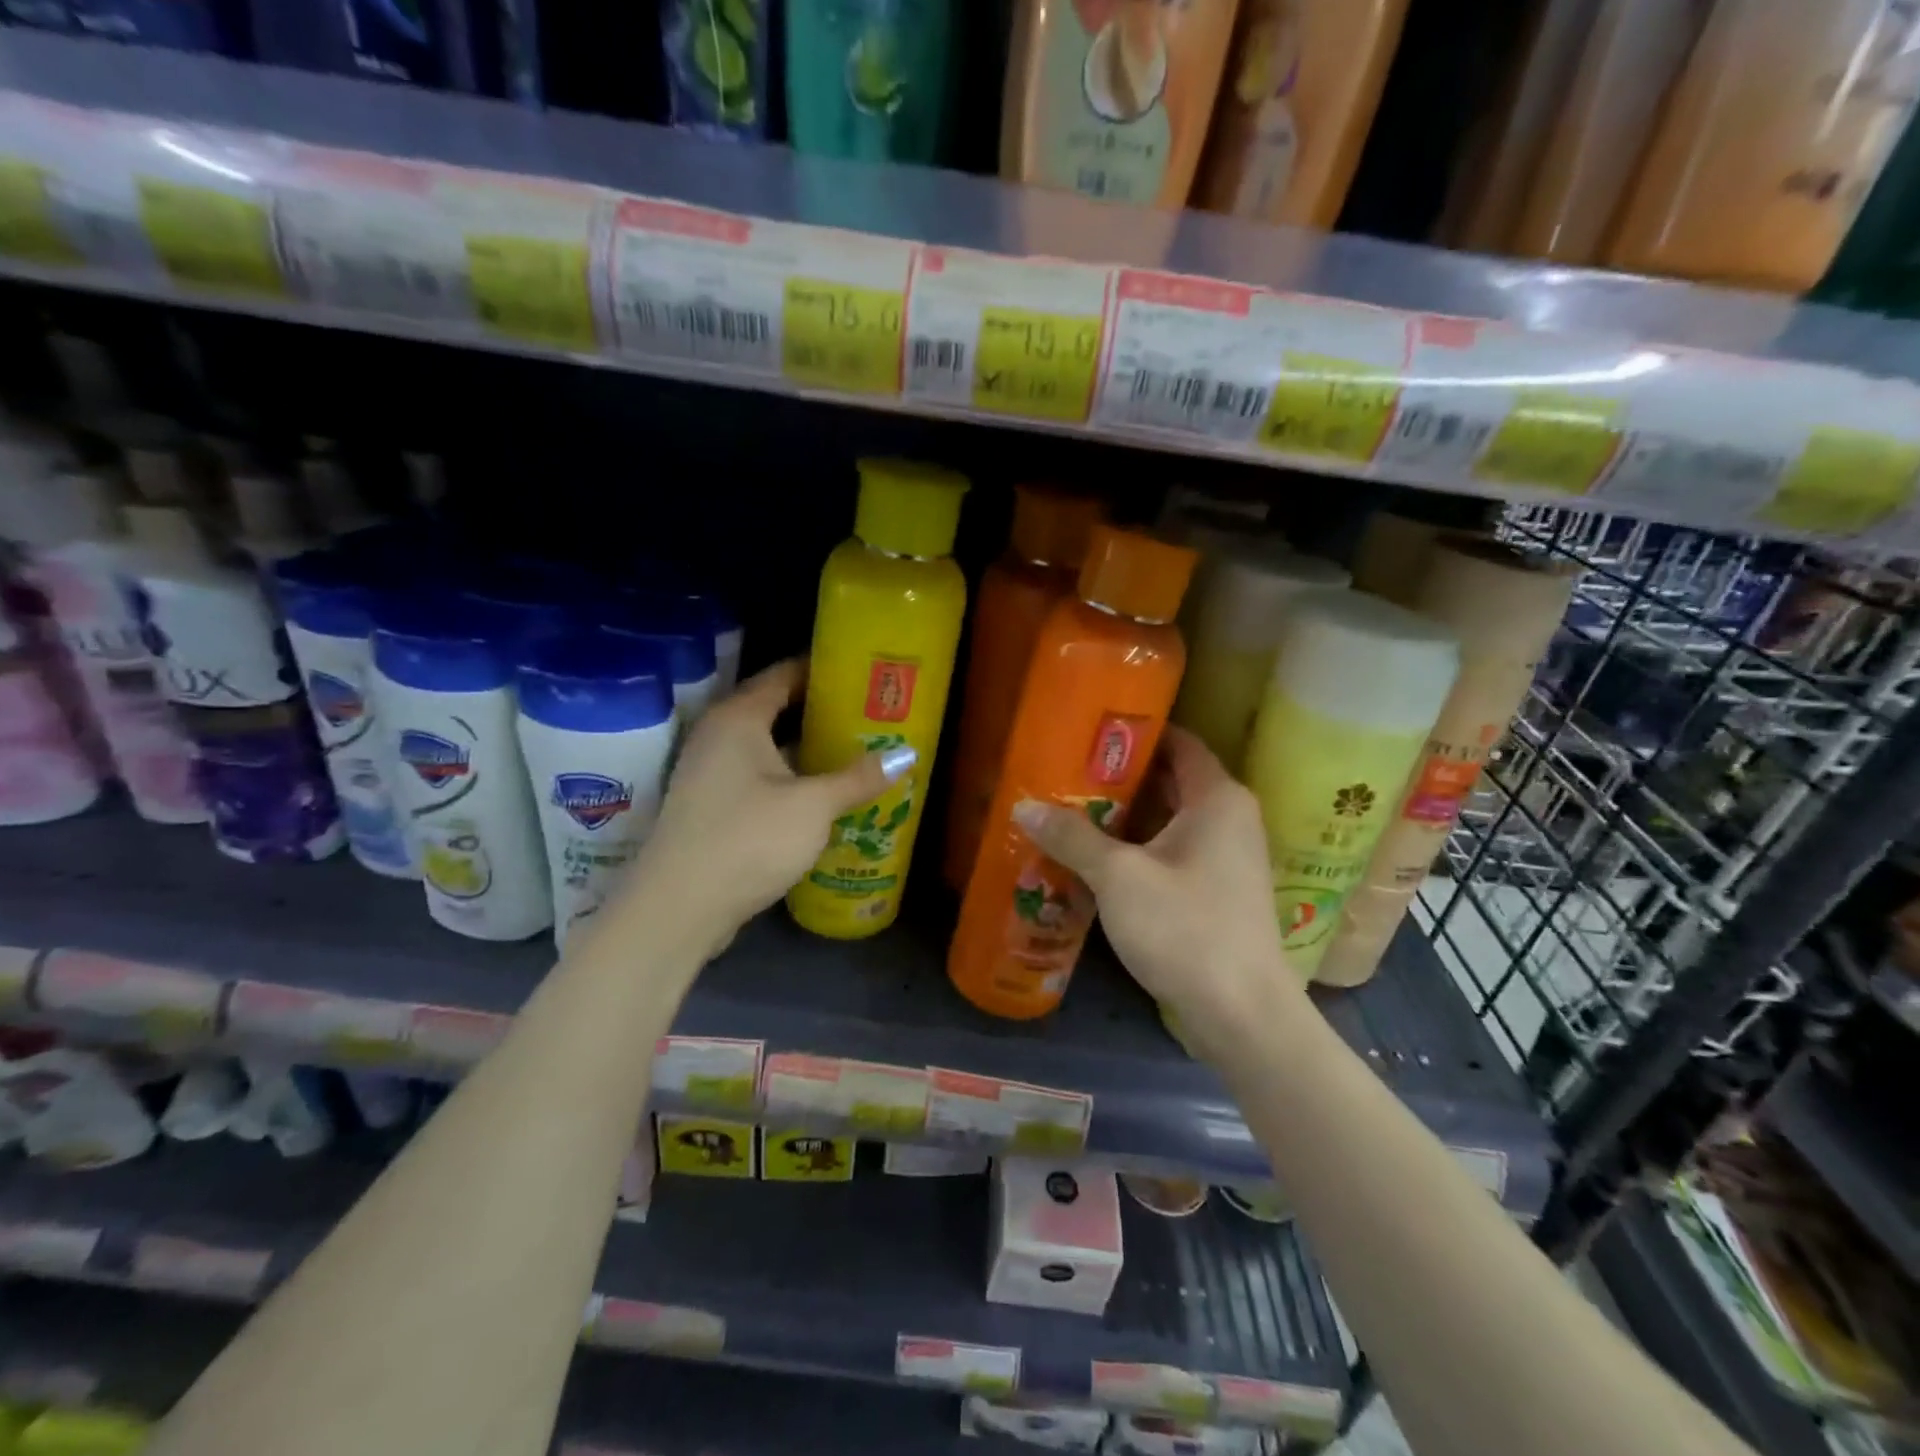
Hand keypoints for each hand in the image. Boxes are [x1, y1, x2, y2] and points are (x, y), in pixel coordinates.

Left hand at [613, 659, 913, 957]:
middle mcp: (719, 736)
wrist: (679, 908)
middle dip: (822, 712)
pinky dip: (790, 778)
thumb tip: (906, 756)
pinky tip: (823, 793)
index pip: (784, 674)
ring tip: (857, 751)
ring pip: (768, 748)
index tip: (863, 672)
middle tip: (870, 714)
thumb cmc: (748, 839)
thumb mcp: (813, 806)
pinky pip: (759, 777)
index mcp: (739, 718)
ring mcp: (711, 773)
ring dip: (807, 750)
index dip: (823, 670)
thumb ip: (859, 777)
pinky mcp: (712, 807)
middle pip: (776, 709)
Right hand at [1011, 726, 1307, 1059]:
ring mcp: (1226, 858)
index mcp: (1217, 798)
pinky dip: (1138, 849)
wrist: (1241, 1014)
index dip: (1135, 734)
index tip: (1089, 731)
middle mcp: (1229, 819)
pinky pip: (1172, 852)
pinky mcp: (1217, 891)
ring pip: (1168, 821)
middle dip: (1118, 777)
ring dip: (1124, 817)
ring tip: (1069, 810)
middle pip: (1169, 781)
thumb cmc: (1185, 928)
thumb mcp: (1119, 877)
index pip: (1178, 742)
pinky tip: (1094, 858)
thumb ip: (1072, 837)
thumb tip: (1023, 806)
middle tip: (1065, 772)